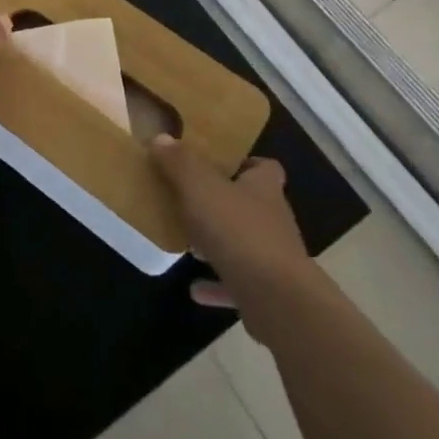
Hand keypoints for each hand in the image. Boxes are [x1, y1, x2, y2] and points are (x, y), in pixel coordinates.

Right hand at [150, 135, 312, 327]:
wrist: (277, 300)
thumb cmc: (239, 231)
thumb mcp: (200, 188)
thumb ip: (180, 163)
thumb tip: (161, 137)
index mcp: (263, 187)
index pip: (264, 167)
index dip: (244, 163)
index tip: (218, 164)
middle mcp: (273, 218)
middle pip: (250, 204)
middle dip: (224, 204)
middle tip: (191, 201)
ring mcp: (272, 257)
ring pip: (243, 244)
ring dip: (219, 245)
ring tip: (189, 244)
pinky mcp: (267, 292)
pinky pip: (237, 283)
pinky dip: (216, 284)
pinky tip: (194, 288)